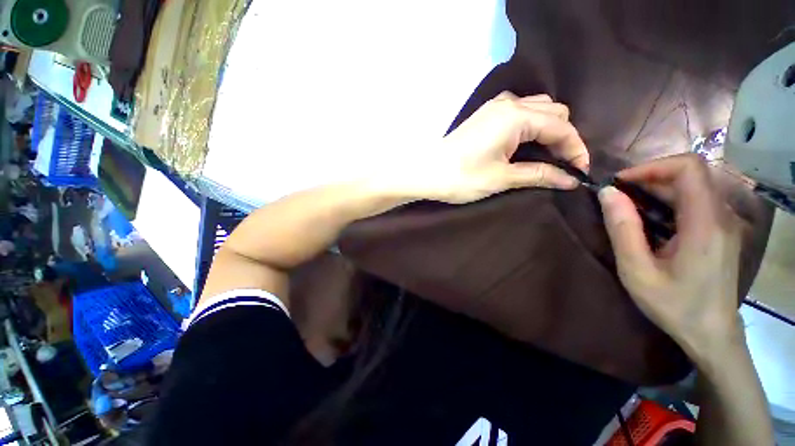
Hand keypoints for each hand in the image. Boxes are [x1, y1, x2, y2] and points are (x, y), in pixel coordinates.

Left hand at [401, 92, 589, 203]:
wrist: (426, 172)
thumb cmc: (462, 177)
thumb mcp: (502, 178)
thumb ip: (539, 174)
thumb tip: (570, 180)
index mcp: (517, 116)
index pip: (561, 127)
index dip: (575, 149)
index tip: (580, 171)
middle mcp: (509, 103)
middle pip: (553, 112)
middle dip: (564, 137)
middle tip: (563, 164)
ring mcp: (495, 107)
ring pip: (537, 109)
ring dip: (548, 129)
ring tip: (548, 154)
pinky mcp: (485, 115)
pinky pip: (519, 112)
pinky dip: (531, 125)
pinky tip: (527, 143)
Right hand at [597, 154, 744, 360]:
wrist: (711, 334)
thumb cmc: (674, 305)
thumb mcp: (637, 270)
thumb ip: (623, 228)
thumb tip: (607, 193)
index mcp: (705, 223)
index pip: (689, 168)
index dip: (653, 166)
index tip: (621, 182)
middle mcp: (721, 215)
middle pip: (690, 175)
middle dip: (650, 178)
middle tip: (618, 196)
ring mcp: (725, 223)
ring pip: (693, 187)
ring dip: (658, 189)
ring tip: (628, 206)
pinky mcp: (722, 231)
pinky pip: (696, 202)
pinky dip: (668, 201)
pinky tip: (650, 220)